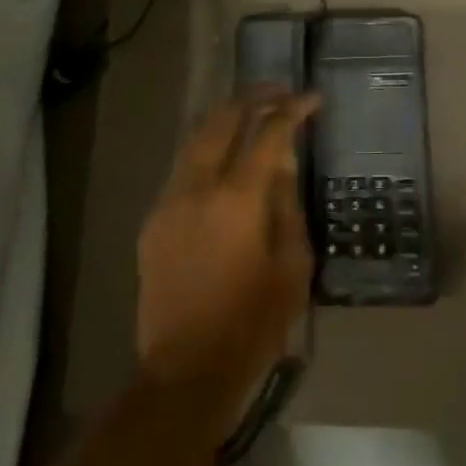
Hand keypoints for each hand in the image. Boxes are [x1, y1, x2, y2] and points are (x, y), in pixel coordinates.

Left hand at [135, 91, 318, 426]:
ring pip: (195, 140)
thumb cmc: (253, 324)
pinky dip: (205, 153)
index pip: (268, 134)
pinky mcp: (153, 222)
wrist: (186, 373)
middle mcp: (198, 188)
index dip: (293, 110)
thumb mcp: (292, 266)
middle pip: (222, 120)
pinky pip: (182, 171)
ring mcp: (169, 202)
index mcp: (238, 199)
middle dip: (253, 99)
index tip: (312, 99)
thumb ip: (286, 205)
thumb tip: (282, 163)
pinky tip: (222, 163)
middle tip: (279, 93)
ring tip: (250, 115)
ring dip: (225, 121)